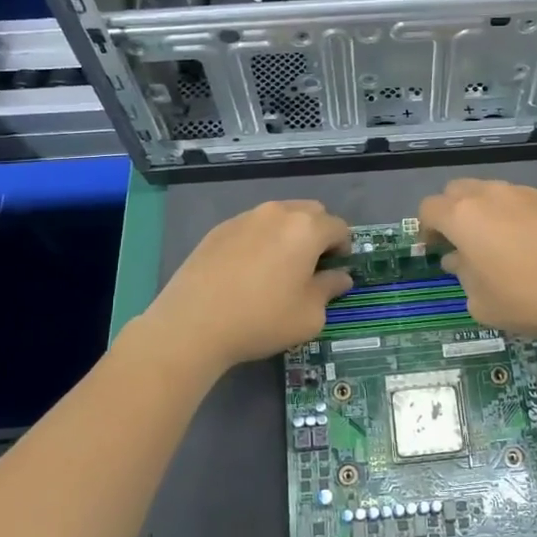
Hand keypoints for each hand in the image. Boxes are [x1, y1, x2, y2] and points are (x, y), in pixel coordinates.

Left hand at [142, 199, 353, 371]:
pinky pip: (252, 226)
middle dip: (318, 233)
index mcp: (306, 229)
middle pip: (311, 212)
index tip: (336, 270)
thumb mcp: (309, 315)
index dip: (344, 248)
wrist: (193, 324)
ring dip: (288, 234)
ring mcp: (245, 218)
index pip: (339, 227)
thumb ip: (329, 289)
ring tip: (278, 267)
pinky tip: (248, 271)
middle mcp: (277, 213)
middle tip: (311, 266)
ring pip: (279, 216)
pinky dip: (260, 240)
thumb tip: (340, 277)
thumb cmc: (262, 319)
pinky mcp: (219, 229)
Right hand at [417, 179, 536, 340]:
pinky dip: (514, 215)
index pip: (429, 209)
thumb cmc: (527, 298)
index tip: (434, 250)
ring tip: (497, 244)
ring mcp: (523, 193)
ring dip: (484, 212)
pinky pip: (520, 200)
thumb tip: (459, 261)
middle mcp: (489, 195)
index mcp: (463, 217)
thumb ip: (463, 277)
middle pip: (457, 191)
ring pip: (491, 192)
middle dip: (452, 212)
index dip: (426, 228)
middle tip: (461, 242)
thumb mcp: (482, 302)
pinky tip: (530, 244)